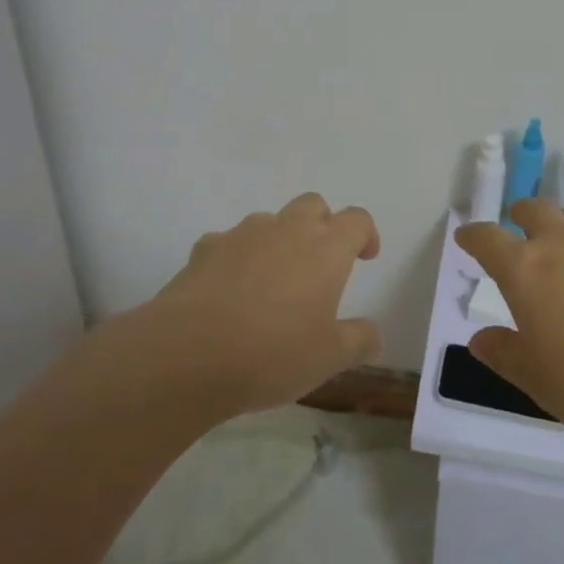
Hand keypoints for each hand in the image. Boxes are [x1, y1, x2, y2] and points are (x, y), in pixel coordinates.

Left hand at [144, 193, 382, 414]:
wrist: (189, 353)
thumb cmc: (273, 353)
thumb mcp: (329, 358)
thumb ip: (359, 341)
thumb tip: (374, 335)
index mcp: (325, 248)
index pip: (357, 220)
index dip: (365, 234)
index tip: (365, 257)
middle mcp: (287, 229)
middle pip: (313, 205)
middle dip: (322, 225)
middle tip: (320, 264)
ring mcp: (242, 234)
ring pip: (270, 221)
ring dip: (278, 241)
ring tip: (272, 283)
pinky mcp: (205, 249)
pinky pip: (229, 243)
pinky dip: (236, 258)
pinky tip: (229, 292)